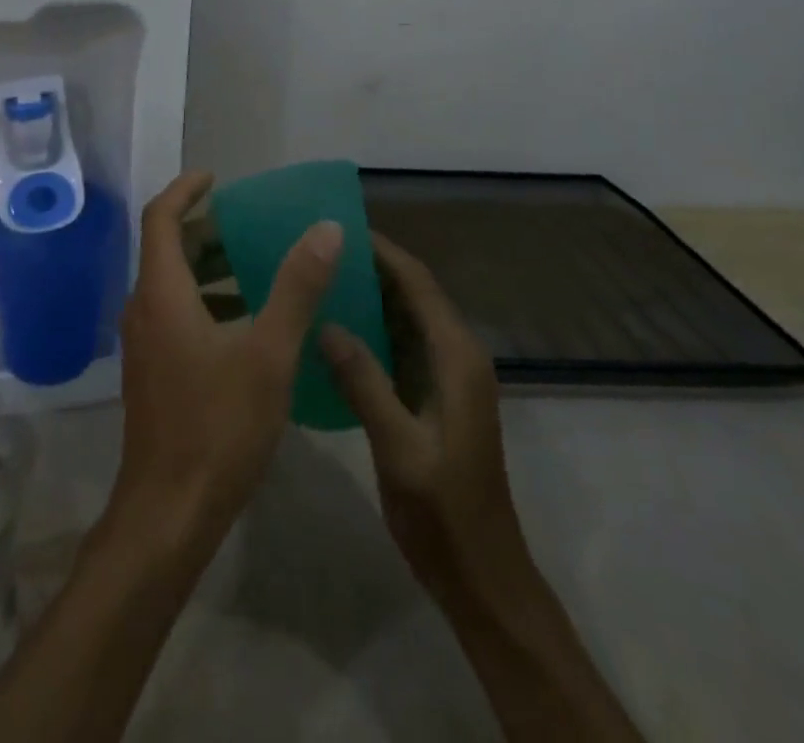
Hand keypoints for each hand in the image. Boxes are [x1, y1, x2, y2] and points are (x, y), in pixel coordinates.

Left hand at [111, 171, 343, 557]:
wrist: (168, 513)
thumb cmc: (217, 426)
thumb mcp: (269, 353)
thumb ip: (297, 287)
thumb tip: (325, 229)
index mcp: (162, 292)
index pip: (161, 217)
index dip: (186, 190)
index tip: (218, 178)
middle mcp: (144, 308)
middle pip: (167, 248)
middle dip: (207, 229)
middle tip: (253, 223)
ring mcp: (145, 343)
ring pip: (173, 283)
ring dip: (210, 267)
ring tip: (258, 264)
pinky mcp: (154, 370)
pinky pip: (176, 313)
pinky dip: (208, 301)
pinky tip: (249, 322)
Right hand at [320, 234, 537, 615]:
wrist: (482, 577)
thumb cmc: (443, 512)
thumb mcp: (399, 448)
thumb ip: (364, 382)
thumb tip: (326, 323)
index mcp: (456, 358)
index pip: (419, 284)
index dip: (383, 252)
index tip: (341, 227)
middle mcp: (458, 357)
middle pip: (415, 293)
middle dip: (373, 267)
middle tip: (321, 249)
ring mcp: (448, 378)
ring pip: (408, 318)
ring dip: (372, 296)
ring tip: (323, 277)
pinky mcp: (436, 397)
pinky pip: (402, 345)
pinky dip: (374, 328)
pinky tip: (337, 330)